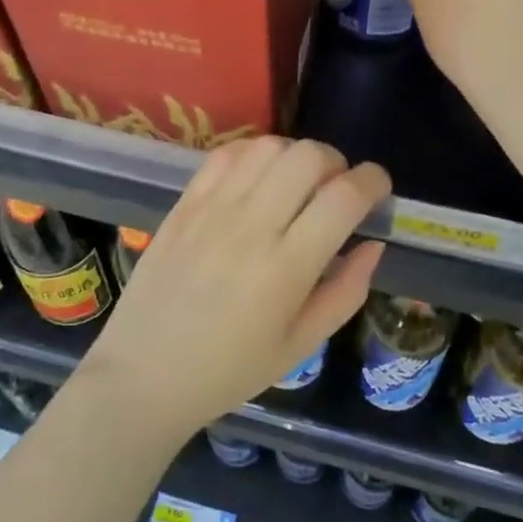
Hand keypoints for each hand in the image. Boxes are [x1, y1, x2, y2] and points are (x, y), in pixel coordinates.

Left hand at [81, 137, 389, 440]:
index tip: (379, 188)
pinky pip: (227, 153)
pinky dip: (255, 154)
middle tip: (336, 190)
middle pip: (309, 156)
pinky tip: (258, 180)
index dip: (373, 181)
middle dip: (337, 163)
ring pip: (270, 146)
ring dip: (296, 155)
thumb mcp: (300, 346)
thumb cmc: (229, 371)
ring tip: (297, 184)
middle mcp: (252, 226)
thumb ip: (346, 292)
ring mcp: (213, 209)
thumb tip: (374, 244)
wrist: (143, 374)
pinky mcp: (185, 202)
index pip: (344, 196)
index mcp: (286, 268)